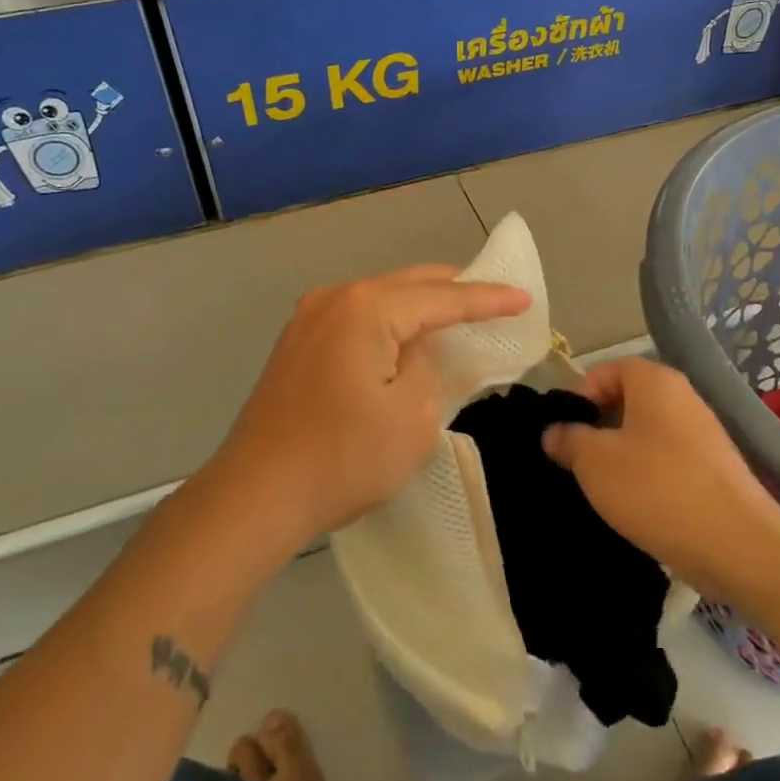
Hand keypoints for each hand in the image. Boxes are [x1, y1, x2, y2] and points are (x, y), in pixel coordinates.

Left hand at [212, 265, 530, 547]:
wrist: (255, 496)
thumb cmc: (343, 457)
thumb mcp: (413, 415)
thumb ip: (429, 367)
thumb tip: (415, 353)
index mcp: (365, 307)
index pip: (442, 297)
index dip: (487, 299)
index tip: (524, 298)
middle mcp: (334, 298)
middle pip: (409, 284)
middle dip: (454, 292)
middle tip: (495, 300)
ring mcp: (308, 319)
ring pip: (381, 299)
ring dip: (420, 307)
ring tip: (458, 317)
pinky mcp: (297, 345)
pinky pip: (358, 320)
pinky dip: (390, 324)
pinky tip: (407, 340)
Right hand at [542, 356, 779, 597]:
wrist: (736, 544)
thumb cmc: (656, 488)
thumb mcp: (594, 462)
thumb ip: (568, 439)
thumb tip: (553, 432)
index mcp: (655, 381)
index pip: (607, 370)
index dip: (580, 396)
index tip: (565, 432)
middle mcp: (683, 397)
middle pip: (627, 401)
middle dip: (598, 428)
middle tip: (576, 461)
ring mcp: (703, 434)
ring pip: (647, 434)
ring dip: (621, 456)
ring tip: (601, 488)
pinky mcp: (714, 470)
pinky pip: (668, 462)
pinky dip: (647, 477)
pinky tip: (634, 506)